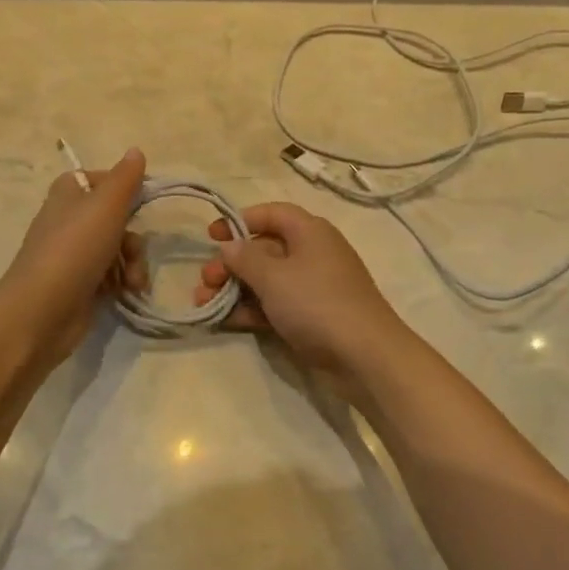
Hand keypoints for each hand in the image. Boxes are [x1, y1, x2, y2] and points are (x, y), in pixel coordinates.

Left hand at [0, 148, 149, 363]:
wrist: (42, 311)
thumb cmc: (74, 249)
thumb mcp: (106, 206)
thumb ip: (125, 178)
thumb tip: (136, 150)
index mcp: (69, 193)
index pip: (105, 180)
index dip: (127, 191)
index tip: (144, 202)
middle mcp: (70, 219)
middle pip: (117, 218)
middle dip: (134, 237)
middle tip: (134, 251)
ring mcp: (74, 254)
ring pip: (118, 249)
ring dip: (133, 263)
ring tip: (133, 281)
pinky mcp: (80, 283)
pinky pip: (112, 275)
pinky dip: (123, 281)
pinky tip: (128, 292)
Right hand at [194, 202, 410, 375]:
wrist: (364, 356)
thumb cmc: (316, 303)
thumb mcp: (273, 276)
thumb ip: (245, 258)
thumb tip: (229, 245)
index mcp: (310, 232)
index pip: (272, 214)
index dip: (240, 221)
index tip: (211, 236)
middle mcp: (312, 253)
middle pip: (264, 249)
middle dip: (231, 263)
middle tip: (205, 281)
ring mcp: (313, 287)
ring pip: (267, 280)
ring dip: (235, 289)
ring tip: (204, 304)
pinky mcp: (311, 316)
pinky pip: (275, 304)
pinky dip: (252, 309)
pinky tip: (226, 320)